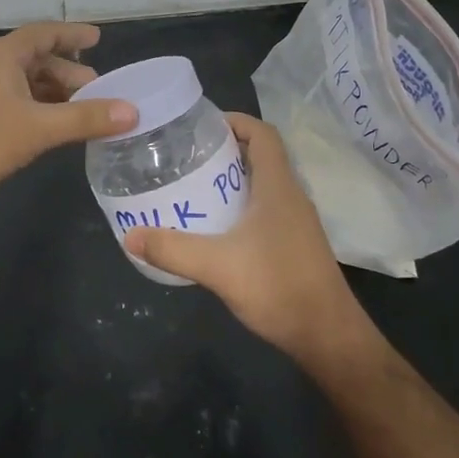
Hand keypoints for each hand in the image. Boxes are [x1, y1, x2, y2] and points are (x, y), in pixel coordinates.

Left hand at [0, 22, 136, 205]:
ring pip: (27, 86)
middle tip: (100, 93)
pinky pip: (16, 106)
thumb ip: (85, 118)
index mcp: (4, 56)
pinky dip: (39, 113)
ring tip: (84, 113)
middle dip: (71, 74)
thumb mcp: (37, 128)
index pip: (45, 34)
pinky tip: (53, 131)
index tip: (98, 37)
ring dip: (56, 96)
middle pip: (39, 61)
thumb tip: (132, 111)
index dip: (73, 34)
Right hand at [125, 114, 371, 367]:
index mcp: (278, 186)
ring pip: (263, 184)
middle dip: (225, 150)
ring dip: (232, 179)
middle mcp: (291, 196)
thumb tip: (130, 236)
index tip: (201, 125)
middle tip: (186, 156)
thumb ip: (173, 249)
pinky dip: (240, 205)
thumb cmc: (278, 287)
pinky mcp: (295, 244)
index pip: (263, 134)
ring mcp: (296, 221)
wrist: (328, 336)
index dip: (235, 121)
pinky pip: (265, 209)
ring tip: (194, 185)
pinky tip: (216, 226)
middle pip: (260, 156)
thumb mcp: (217, 267)